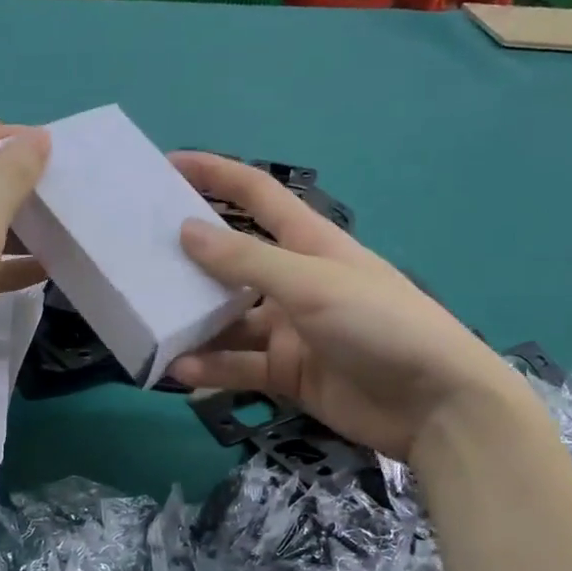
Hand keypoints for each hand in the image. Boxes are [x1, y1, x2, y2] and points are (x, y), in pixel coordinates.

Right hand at [167, 152, 519, 458]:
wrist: (434, 404)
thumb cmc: (380, 324)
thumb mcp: (312, 284)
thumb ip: (247, 261)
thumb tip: (187, 230)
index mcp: (310, 243)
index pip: (257, 195)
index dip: (216, 174)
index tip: (168, 166)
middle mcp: (295, 281)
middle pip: (232, 262)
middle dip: (189, 260)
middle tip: (137, 260)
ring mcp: (289, 329)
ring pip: (229, 320)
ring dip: (194, 324)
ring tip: (149, 326)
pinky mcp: (287, 372)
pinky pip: (239, 365)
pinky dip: (212, 368)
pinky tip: (180, 372)